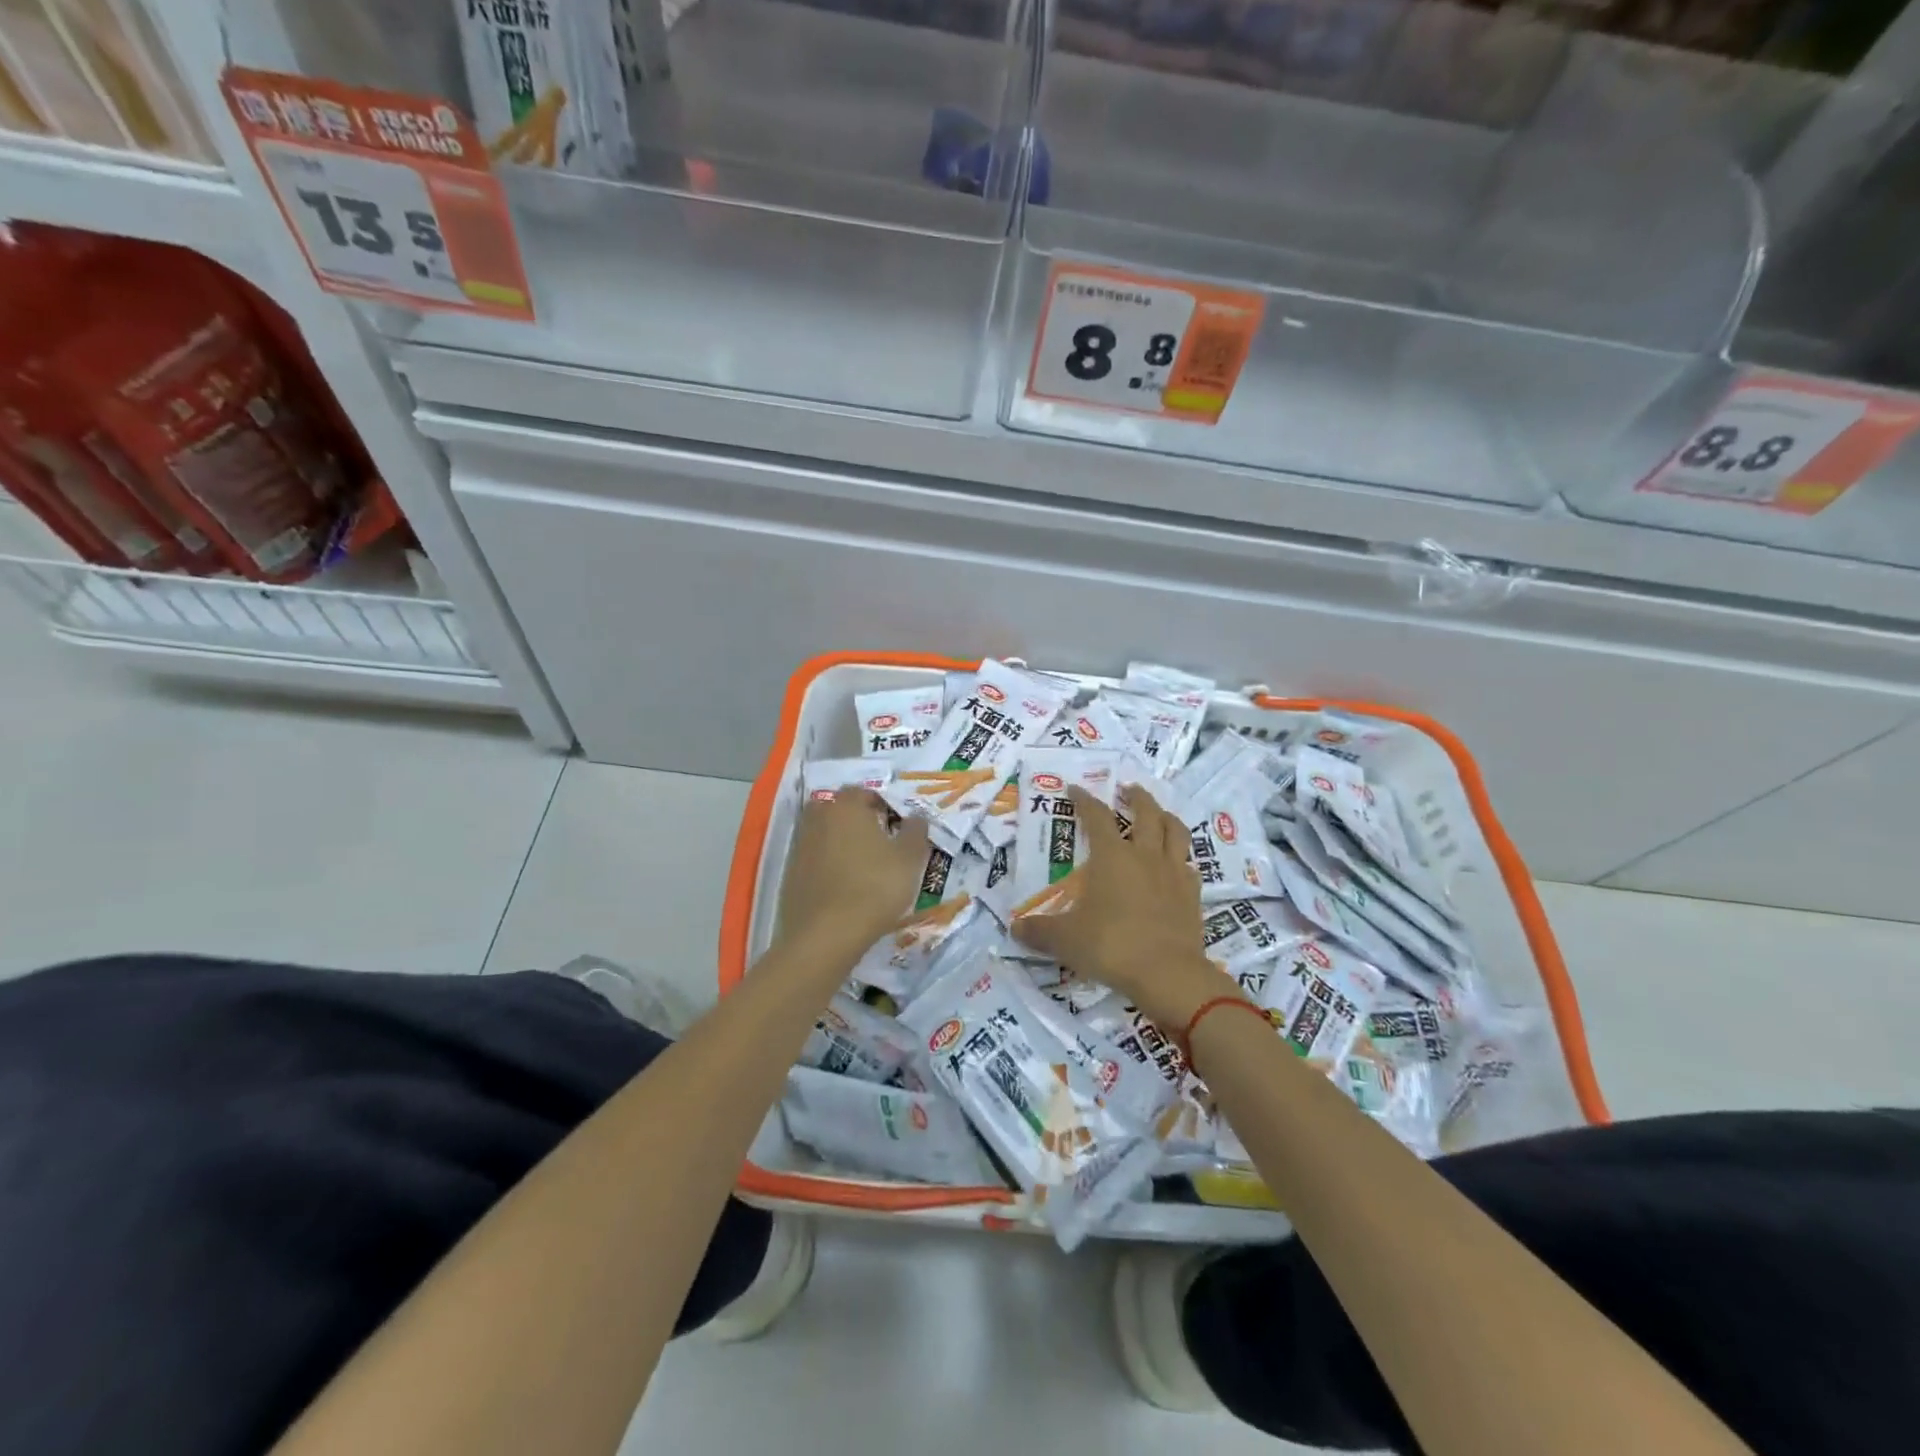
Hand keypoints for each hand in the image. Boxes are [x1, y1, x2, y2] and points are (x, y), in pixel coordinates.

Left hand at [775, 789, 929, 963]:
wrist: (827, 934)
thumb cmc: (875, 887)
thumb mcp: (909, 859)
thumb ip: (915, 831)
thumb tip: (916, 818)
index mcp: (846, 806)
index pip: (864, 792)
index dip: (883, 805)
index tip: (897, 826)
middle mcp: (818, 818)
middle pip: (839, 810)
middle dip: (857, 820)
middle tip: (879, 842)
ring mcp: (800, 846)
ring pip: (825, 834)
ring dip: (841, 842)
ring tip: (863, 866)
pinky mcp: (791, 873)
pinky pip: (815, 859)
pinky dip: (828, 866)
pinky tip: (844, 887)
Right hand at [1012, 786, 1239, 1030]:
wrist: (1168, 973)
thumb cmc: (1111, 946)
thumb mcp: (1065, 940)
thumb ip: (1039, 931)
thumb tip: (1015, 929)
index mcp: (1112, 856)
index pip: (1096, 816)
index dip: (1085, 799)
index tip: (1075, 789)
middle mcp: (1145, 855)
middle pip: (1146, 812)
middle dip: (1136, 796)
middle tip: (1127, 789)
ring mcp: (1173, 873)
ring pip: (1175, 831)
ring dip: (1165, 817)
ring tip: (1158, 815)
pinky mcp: (1192, 894)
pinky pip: (1188, 865)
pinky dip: (1180, 858)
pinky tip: (1175, 865)